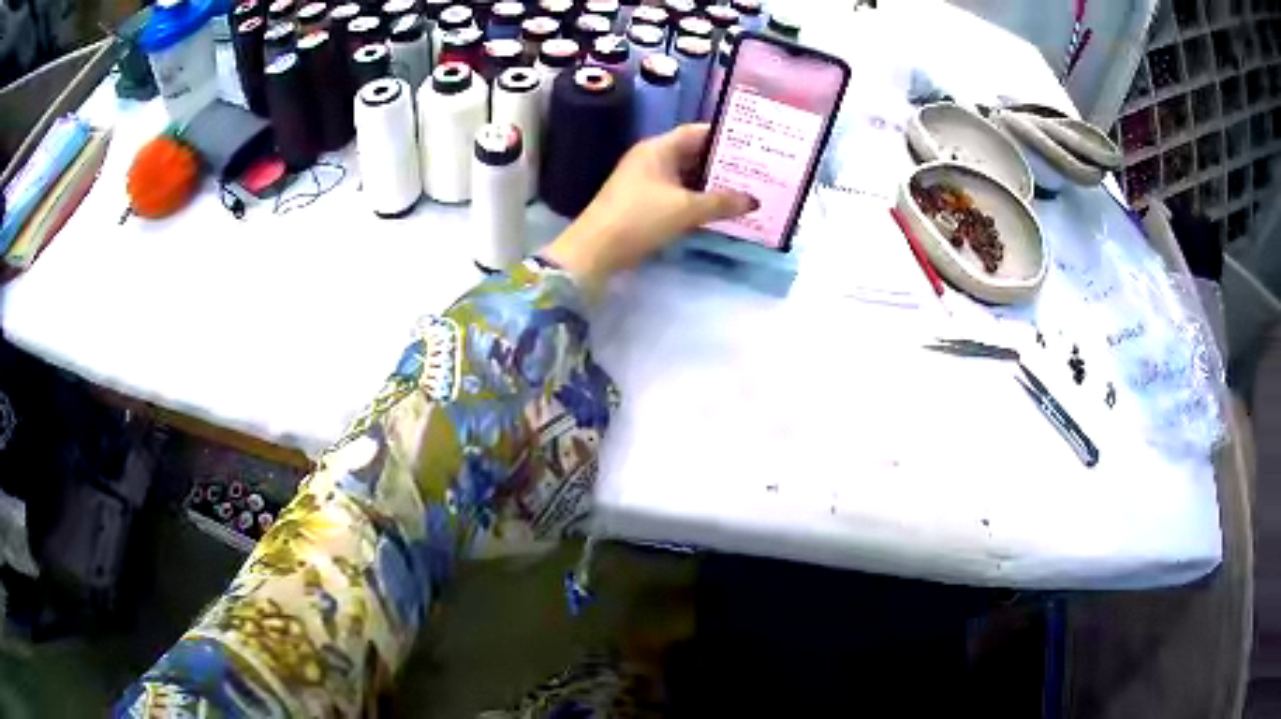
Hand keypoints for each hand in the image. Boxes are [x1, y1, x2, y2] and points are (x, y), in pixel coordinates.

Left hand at [541, 124, 758, 291]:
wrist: (595, 251)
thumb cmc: (640, 218)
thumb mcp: (686, 209)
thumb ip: (722, 202)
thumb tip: (753, 200)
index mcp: (658, 148)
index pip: (696, 132)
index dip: (724, 136)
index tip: (753, 144)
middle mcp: (651, 159)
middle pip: (693, 154)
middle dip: (722, 163)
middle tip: (756, 170)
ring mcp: (645, 181)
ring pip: (686, 176)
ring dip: (711, 184)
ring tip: (745, 190)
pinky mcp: (642, 203)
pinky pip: (677, 194)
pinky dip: (697, 199)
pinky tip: (719, 210)